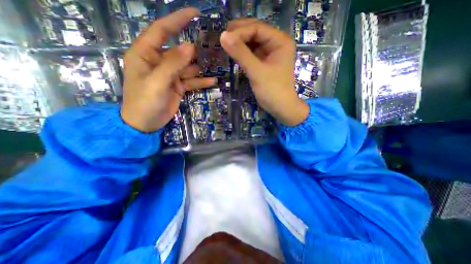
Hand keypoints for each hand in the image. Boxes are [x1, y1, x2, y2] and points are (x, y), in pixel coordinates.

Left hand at [121, 7, 216, 131]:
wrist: (145, 123)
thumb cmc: (144, 102)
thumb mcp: (157, 82)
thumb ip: (172, 65)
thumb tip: (189, 47)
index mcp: (146, 54)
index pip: (162, 30)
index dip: (177, 20)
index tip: (195, 13)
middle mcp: (159, 62)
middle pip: (180, 51)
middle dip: (195, 49)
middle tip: (213, 47)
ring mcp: (170, 75)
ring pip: (188, 67)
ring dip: (201, 67)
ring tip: (216, 64)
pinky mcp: (177, 86)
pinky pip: (191, 81)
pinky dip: (201, 81)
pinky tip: (213, 81)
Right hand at [221, 19, 309, 125]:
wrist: (280, 107)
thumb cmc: (272, 90)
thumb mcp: (256, 72)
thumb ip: (241, 54)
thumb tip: (223, 36)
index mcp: (280, 41)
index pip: (258, 28)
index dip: (240, 31)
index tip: (224, 37)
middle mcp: (276, 44)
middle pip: (255, 32)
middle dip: (239, 34)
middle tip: (222, 38)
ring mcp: (270, 53)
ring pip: (253, 42)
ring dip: (239, 43)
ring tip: (225, 44)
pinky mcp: (265, 62)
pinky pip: (252, 53)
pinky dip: (242, 53)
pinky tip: (233, 53)